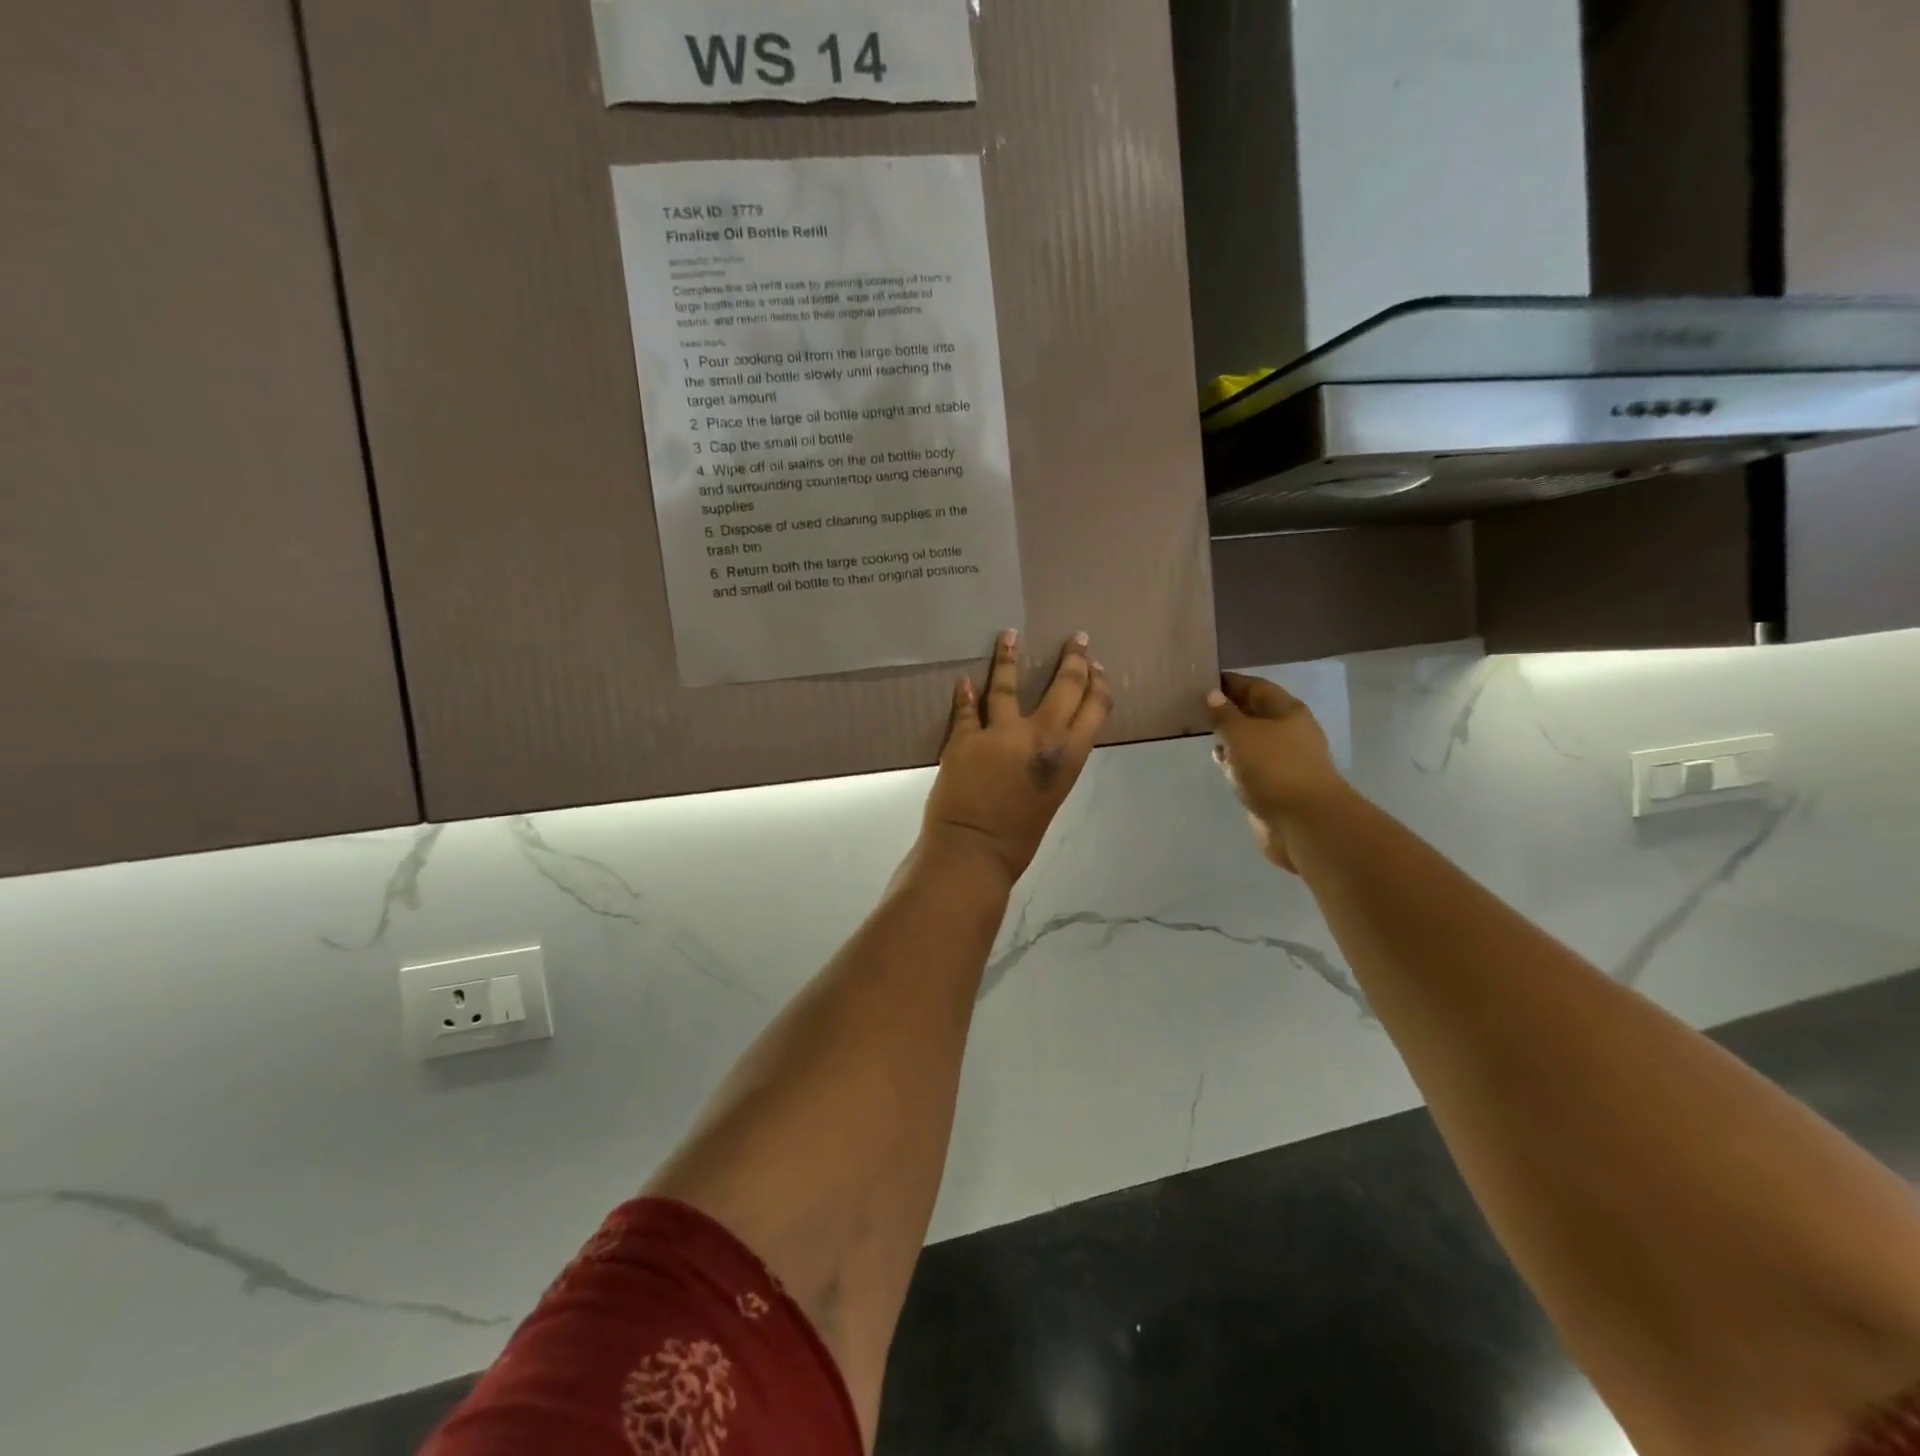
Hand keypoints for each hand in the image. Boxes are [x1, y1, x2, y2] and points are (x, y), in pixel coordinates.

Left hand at [921, 630, 1111, 885]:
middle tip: (1076, 639)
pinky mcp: (963, 738)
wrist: (974, 851)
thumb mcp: (1053, 795)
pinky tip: (964, 681)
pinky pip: (966, 709)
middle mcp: (1039, 736)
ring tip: (1008, 635)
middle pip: (1063, 686)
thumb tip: (1051, 738)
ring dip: (1008, 657)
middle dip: (1073, 659)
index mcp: (1069, 756)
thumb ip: (1055, 762)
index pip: (1094, 708)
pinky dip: (965, 694)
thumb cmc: (1020, 837)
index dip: (1097, 683)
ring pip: (1006, 685)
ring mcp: (998, 733)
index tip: (1097, 666)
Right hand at [1206, 671, 1351, 872]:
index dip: (1230, 682)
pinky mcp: (1277, 785)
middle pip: (1255, 713)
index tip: (1201, 680)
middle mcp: (1289, 732)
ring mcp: (1284, 760)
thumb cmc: (1273, 769)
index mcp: (1287, 711)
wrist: (1304, 823)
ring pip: (1252, 740)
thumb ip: (1224, 714)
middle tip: (1194, 707)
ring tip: (1202, 732)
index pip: (1255, 687)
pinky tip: (1220, 763)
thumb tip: (1213, 695)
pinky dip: (1235, 761)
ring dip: (1230, 736)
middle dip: (1228, 709)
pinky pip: (1252, 765)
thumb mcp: (1241, 734)